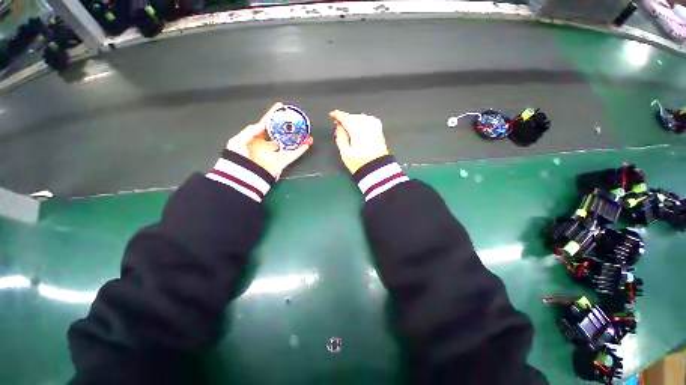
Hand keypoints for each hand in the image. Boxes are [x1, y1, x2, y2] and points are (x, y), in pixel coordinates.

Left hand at [227, 102, 312, 178]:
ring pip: (288, 144)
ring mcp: (275, 154)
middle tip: (294, 119)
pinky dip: (300, 150)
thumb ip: (250, 131)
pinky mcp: (281, 163)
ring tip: (304, 130)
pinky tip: (307, 143)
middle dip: (286, 126)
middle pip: (279, 133)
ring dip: (297, 138)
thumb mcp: (238, 141)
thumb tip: (263, 124)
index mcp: (255, 139)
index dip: (272, 116)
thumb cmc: (237, 158)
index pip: (265, 125)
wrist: (242, 178)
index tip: (280, 107)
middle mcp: (266, 146)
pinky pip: (293, 155)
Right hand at [331, 110, 388, 173]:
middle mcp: (366, 124)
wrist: (378, 169)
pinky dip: (363, 121)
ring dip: (354, 120)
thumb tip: (339, 127)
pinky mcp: (380, 131)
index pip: (345, 117)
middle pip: (353, 116)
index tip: (332, 115)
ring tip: (348, 127)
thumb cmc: (359, 163)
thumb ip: (341, 137)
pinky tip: (360, 126)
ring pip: (361, 117)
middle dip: (345, 118)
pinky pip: (369, 120)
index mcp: (356, 129)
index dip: (337, 115)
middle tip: (339, 125)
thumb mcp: (345, 153)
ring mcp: (375, 127)